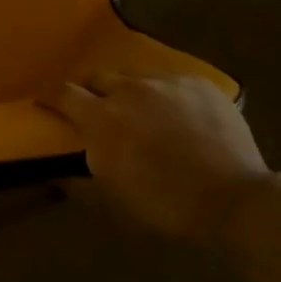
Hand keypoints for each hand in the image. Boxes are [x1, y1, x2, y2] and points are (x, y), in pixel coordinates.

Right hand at [43, 73, 268, 241]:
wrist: (233, 198)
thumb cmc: (165, 204)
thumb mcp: (113, 199)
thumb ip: (80, 179)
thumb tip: (57, 171)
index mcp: (103, 119)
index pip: (63, 93)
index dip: (51, 96)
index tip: (47, 102)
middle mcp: (130, 90)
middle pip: (98, 77)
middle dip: (92, 91)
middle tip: (99, 111)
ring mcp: (168, 82)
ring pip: (137, 77)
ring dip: (130, 92)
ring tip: (143, 113)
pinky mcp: (200, 83)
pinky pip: (171, 82)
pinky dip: (165, 96)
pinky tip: (178, 116)